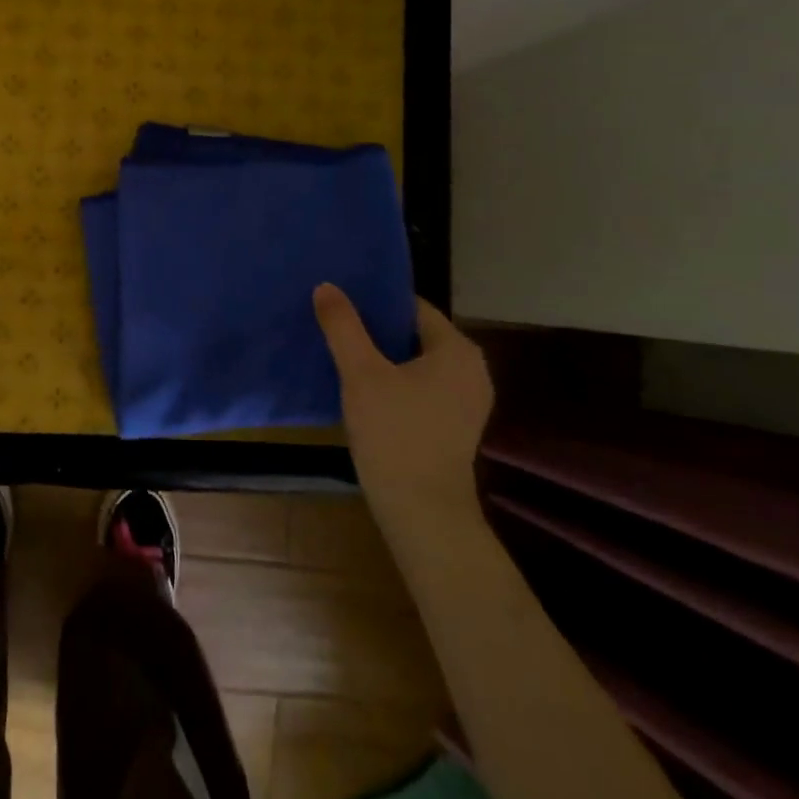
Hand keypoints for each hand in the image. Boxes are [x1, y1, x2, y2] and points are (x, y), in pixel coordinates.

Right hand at [314, 285, 493, 523]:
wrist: (422, 511)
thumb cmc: (395, 434)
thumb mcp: (361, 374)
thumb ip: (343, 327)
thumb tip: (326, 286)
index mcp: (457, 349)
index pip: (411, 307)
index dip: (374, 302)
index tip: (339, 303)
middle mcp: (471, 369)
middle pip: (414, 334)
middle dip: (374, 330)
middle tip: (334, 326)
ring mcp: (466, 400)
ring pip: (415, 363)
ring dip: (381, 358)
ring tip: (341, 354)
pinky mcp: (455, 425)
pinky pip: (420, 388)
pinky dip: (394, 382)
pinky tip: (362, 390)